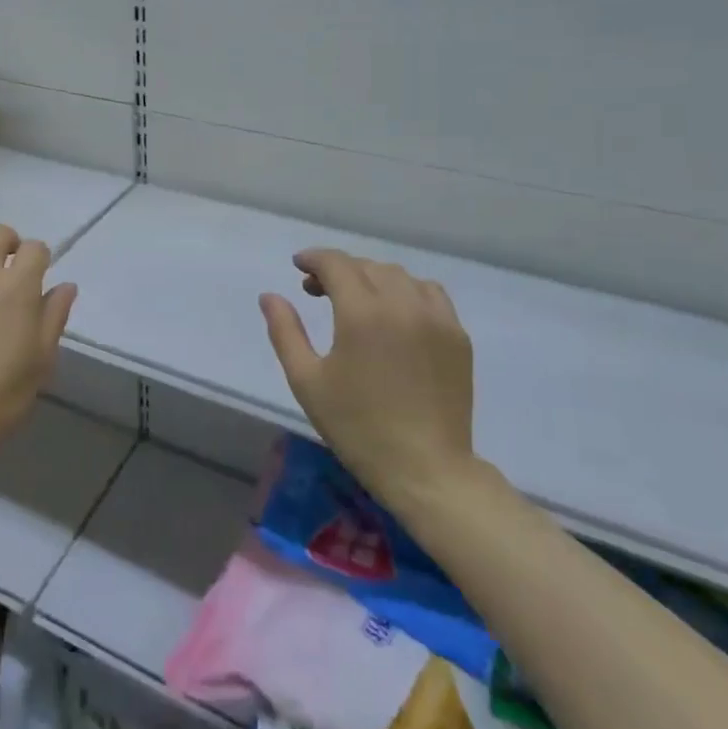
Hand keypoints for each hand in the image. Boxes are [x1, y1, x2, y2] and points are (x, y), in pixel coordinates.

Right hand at [260, 248, 477, 512]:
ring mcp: (436, 318)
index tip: (298, 267)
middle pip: (367, 266)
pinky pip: (430, 293)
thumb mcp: (307, 381)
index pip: (336, 264)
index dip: (314, 259)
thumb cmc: (357, 427)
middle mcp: (402, 305)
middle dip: (338, 270)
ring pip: (399, 276)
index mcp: (362, 313)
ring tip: (356, 300)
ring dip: (372, 277)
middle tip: (316, 290)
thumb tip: (270, 296)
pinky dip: (406, 291)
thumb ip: (285, 331)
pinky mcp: (457, 336)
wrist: (425, 468)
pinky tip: (395, 313)